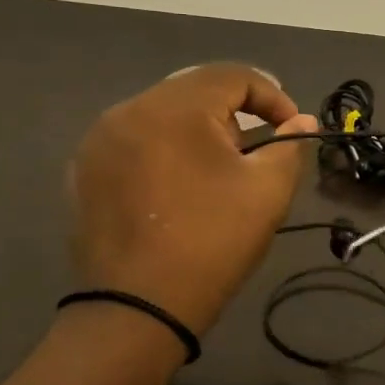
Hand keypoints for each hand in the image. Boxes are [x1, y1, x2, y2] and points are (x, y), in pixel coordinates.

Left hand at [67, 64, 316, 334]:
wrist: (137, 308)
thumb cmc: (212, 242)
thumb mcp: (267, 192)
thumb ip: (289, 146)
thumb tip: (301, 120)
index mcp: (175, 107)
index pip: (234, 76)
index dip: (273, 97)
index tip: (292, 130)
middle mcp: (128, 110)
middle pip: (194, 92)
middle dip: (235, 115)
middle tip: (256, 153)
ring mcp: (99, 141)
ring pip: (162, 117)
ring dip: (197, 133)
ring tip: (218, 173)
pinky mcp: (84, 171)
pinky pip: (135, 143)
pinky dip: (164, 152)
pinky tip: (178, 190)